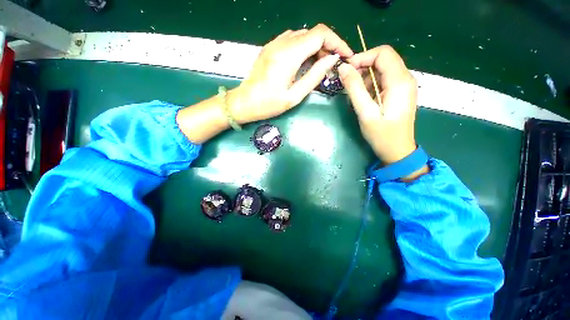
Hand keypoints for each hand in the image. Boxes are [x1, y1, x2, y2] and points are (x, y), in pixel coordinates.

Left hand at [228, 24, 353, 123]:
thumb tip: (332, 60)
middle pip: (312, 33)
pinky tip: (305, 62)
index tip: (345, 55)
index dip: (337, 42)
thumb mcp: (295, 96)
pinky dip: (304, 47)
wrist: (244, 102)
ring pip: (303, 35)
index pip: (320, 34)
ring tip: (320, 65)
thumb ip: (314, 76)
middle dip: (327, 46)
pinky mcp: (270, 48)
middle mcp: (281, 43)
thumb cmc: (269, 104)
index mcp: (289, 55)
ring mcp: (274, 44)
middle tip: (332, 65)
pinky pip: (292, 40)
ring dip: (316, 47)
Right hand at [339, 45, 417, 163]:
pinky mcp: (400, 92)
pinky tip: (365, 100)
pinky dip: (371, 86)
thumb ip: (355, 88)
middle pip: (383, 59)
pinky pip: (384, 80)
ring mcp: (404, 85)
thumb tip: (343, 68)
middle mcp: (405, 78)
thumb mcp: (365, 112)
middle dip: (363, 68)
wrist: (397, 150)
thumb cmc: (382, 134)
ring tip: (356, 96)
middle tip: (348, 84)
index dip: (363, 57)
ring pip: (382, 70)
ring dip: (366, 79)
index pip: (383, 53)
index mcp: (400, 81)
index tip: (347, 70)